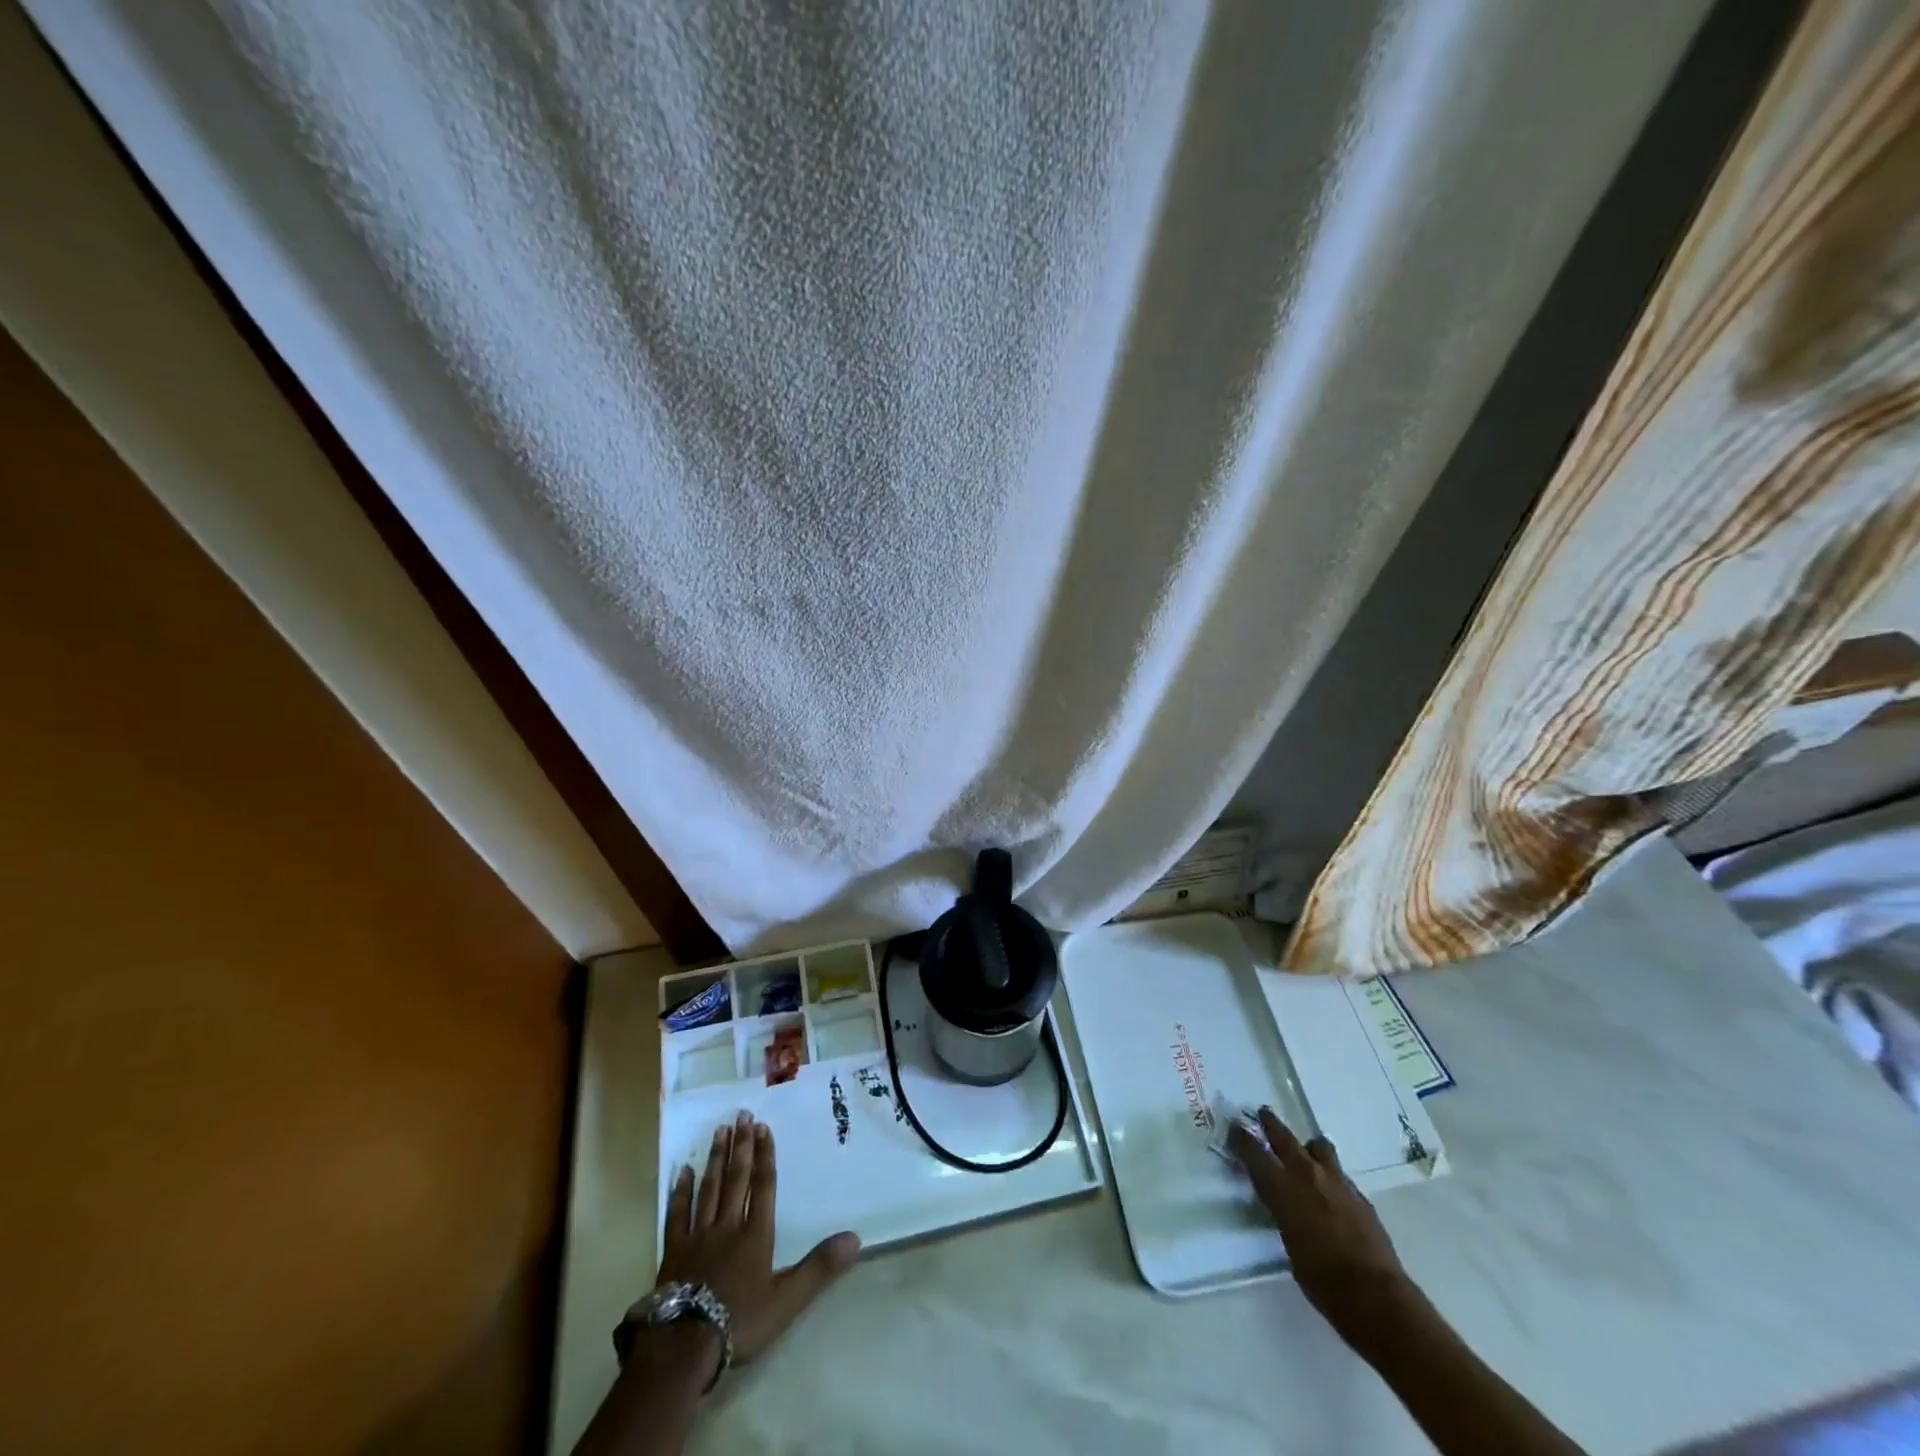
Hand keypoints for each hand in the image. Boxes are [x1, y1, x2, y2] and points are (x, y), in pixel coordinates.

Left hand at [658, 1110, 860, 1368]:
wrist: (685, 1347)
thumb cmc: (740, 1322)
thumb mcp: (787, 1300)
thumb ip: (819, 1267)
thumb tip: (854, 1238)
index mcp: (755, 1235)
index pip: (763, 1186)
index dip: (764, 1156)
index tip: (763, 1127)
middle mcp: (728, 1226)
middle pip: (736, 1179)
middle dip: (741, 1146)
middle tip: (741, 1115)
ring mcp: (699, 1237)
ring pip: (709, 1189)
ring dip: (716, 1159)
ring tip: (720, 1131)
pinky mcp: (674, 1252)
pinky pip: (679, 1215)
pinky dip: (682, 1192)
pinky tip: (683, 1172)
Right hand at [1229, 1109, 1413, 1342]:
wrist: (1375, 1295)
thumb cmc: (1321, 1280)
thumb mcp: (1288, 1243)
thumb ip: (1283, 1213)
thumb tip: (1283, 1205)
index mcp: (1282, 1188)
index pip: (1254, 1152)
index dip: (1242, 1139)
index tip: (1235, 1128)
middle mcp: (1306, 1175)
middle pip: (1284, 1137)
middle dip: (1271, 1124)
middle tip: (1264, 1113)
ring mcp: (1337, 1182)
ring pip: (1319, 1147)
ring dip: (1309, 1147)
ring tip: (1306, 1152)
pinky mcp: (1360, 1196)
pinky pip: (1340, 1175)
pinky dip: (1331, 1176)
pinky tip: (1332, 1191)